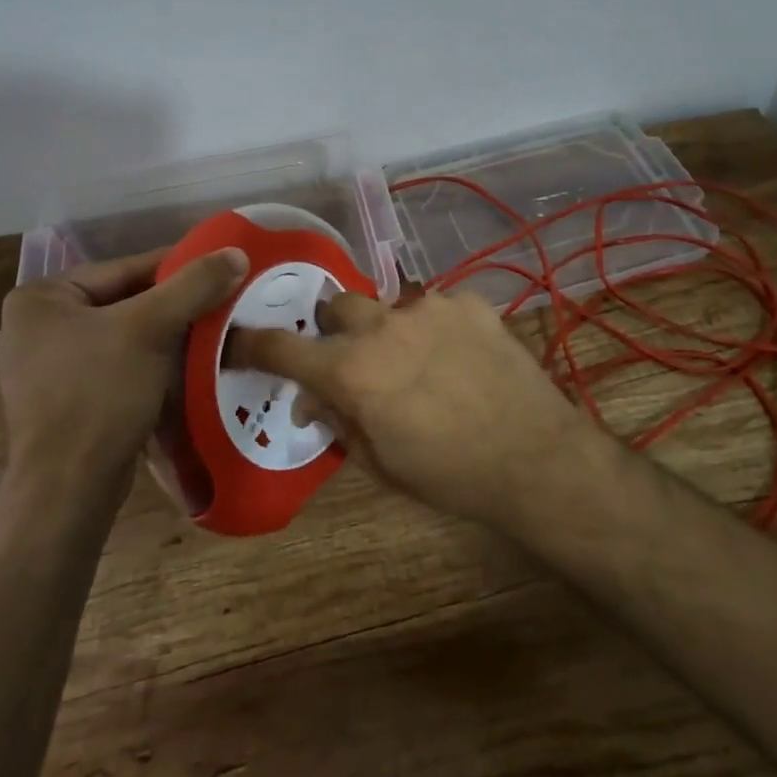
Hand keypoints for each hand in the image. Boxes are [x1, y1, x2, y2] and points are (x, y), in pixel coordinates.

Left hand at [0, 246, 247, 485]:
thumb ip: (194, 285)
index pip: (124, 269)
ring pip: (122, 335)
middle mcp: (34, 326)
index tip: (221, 268)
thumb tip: (236, 252)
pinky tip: (184, 367)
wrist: (69, 488)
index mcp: (40, 298)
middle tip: (221, 302)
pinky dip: (149, 363)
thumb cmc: (100, 394)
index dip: (178, 268)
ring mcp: (45, 367)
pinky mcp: (63, 401)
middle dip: (173, 305)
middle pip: (124, 302)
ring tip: (211, 332)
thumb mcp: (151, 328)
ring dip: (165, 335)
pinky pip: (115, 365)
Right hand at [227, 290, 587, 526]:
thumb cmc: (450, 475)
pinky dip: (435, 327)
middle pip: (338, 306)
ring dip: (390, 328)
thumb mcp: (381, 463)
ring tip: (418, 362)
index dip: (253, 344)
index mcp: (352, 371)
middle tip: (354, 357)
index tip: (240, 342)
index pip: (283, 348)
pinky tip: (459, 357)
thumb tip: (309, 397)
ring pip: (390, 304)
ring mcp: (429, 307)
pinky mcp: (469, 301)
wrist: (535, 457)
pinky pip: (437, 305)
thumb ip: (338, 420)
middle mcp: (383, 326)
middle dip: (336, 328)